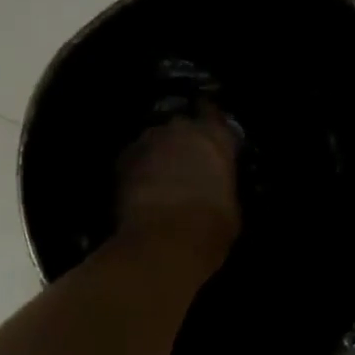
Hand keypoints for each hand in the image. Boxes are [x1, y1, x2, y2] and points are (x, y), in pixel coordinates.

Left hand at [116, 108, 241, 266]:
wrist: (164, 240)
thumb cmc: (212, 225)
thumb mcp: (232, 205)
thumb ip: (222, 183)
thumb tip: (214, 185)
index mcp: (215, 137)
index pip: (213, 114)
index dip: (211, 124)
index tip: (211, 136)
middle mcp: (182, 130)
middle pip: (182, 126)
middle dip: (183, 140)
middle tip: (187, 161)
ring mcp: (148, 142)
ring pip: (156, 140)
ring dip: (160, 153)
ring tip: (162, 176)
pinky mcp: (123, 160)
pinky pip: (135, 158)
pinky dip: (140, 169)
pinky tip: (143, 188)